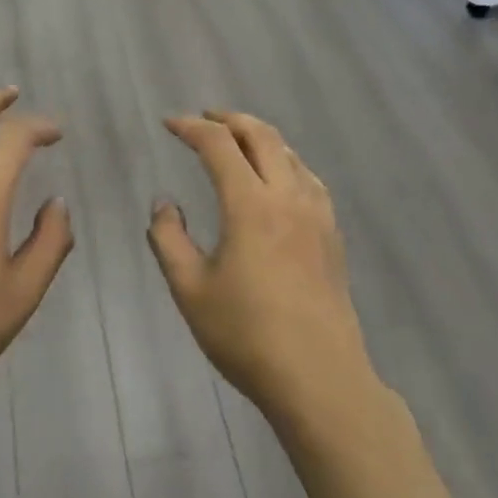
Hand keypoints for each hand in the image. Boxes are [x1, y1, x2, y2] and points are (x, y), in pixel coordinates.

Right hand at [149, 111, 373, 425]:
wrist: (320, 379)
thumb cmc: (247, 335)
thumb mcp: (190, 290)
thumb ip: (169, 239)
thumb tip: (164, 204)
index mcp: (250, 205)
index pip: (218, 145)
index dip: (191, 127)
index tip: (169, 124)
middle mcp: (287, 197)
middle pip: (261, 135)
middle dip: (229, 119)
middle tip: (203, 119)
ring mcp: (316, 214)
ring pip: (289, 153)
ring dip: (259, 136)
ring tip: (237, 141)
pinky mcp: (332, 234)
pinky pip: (308, 177)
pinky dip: (284, 161)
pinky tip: (278, 178)